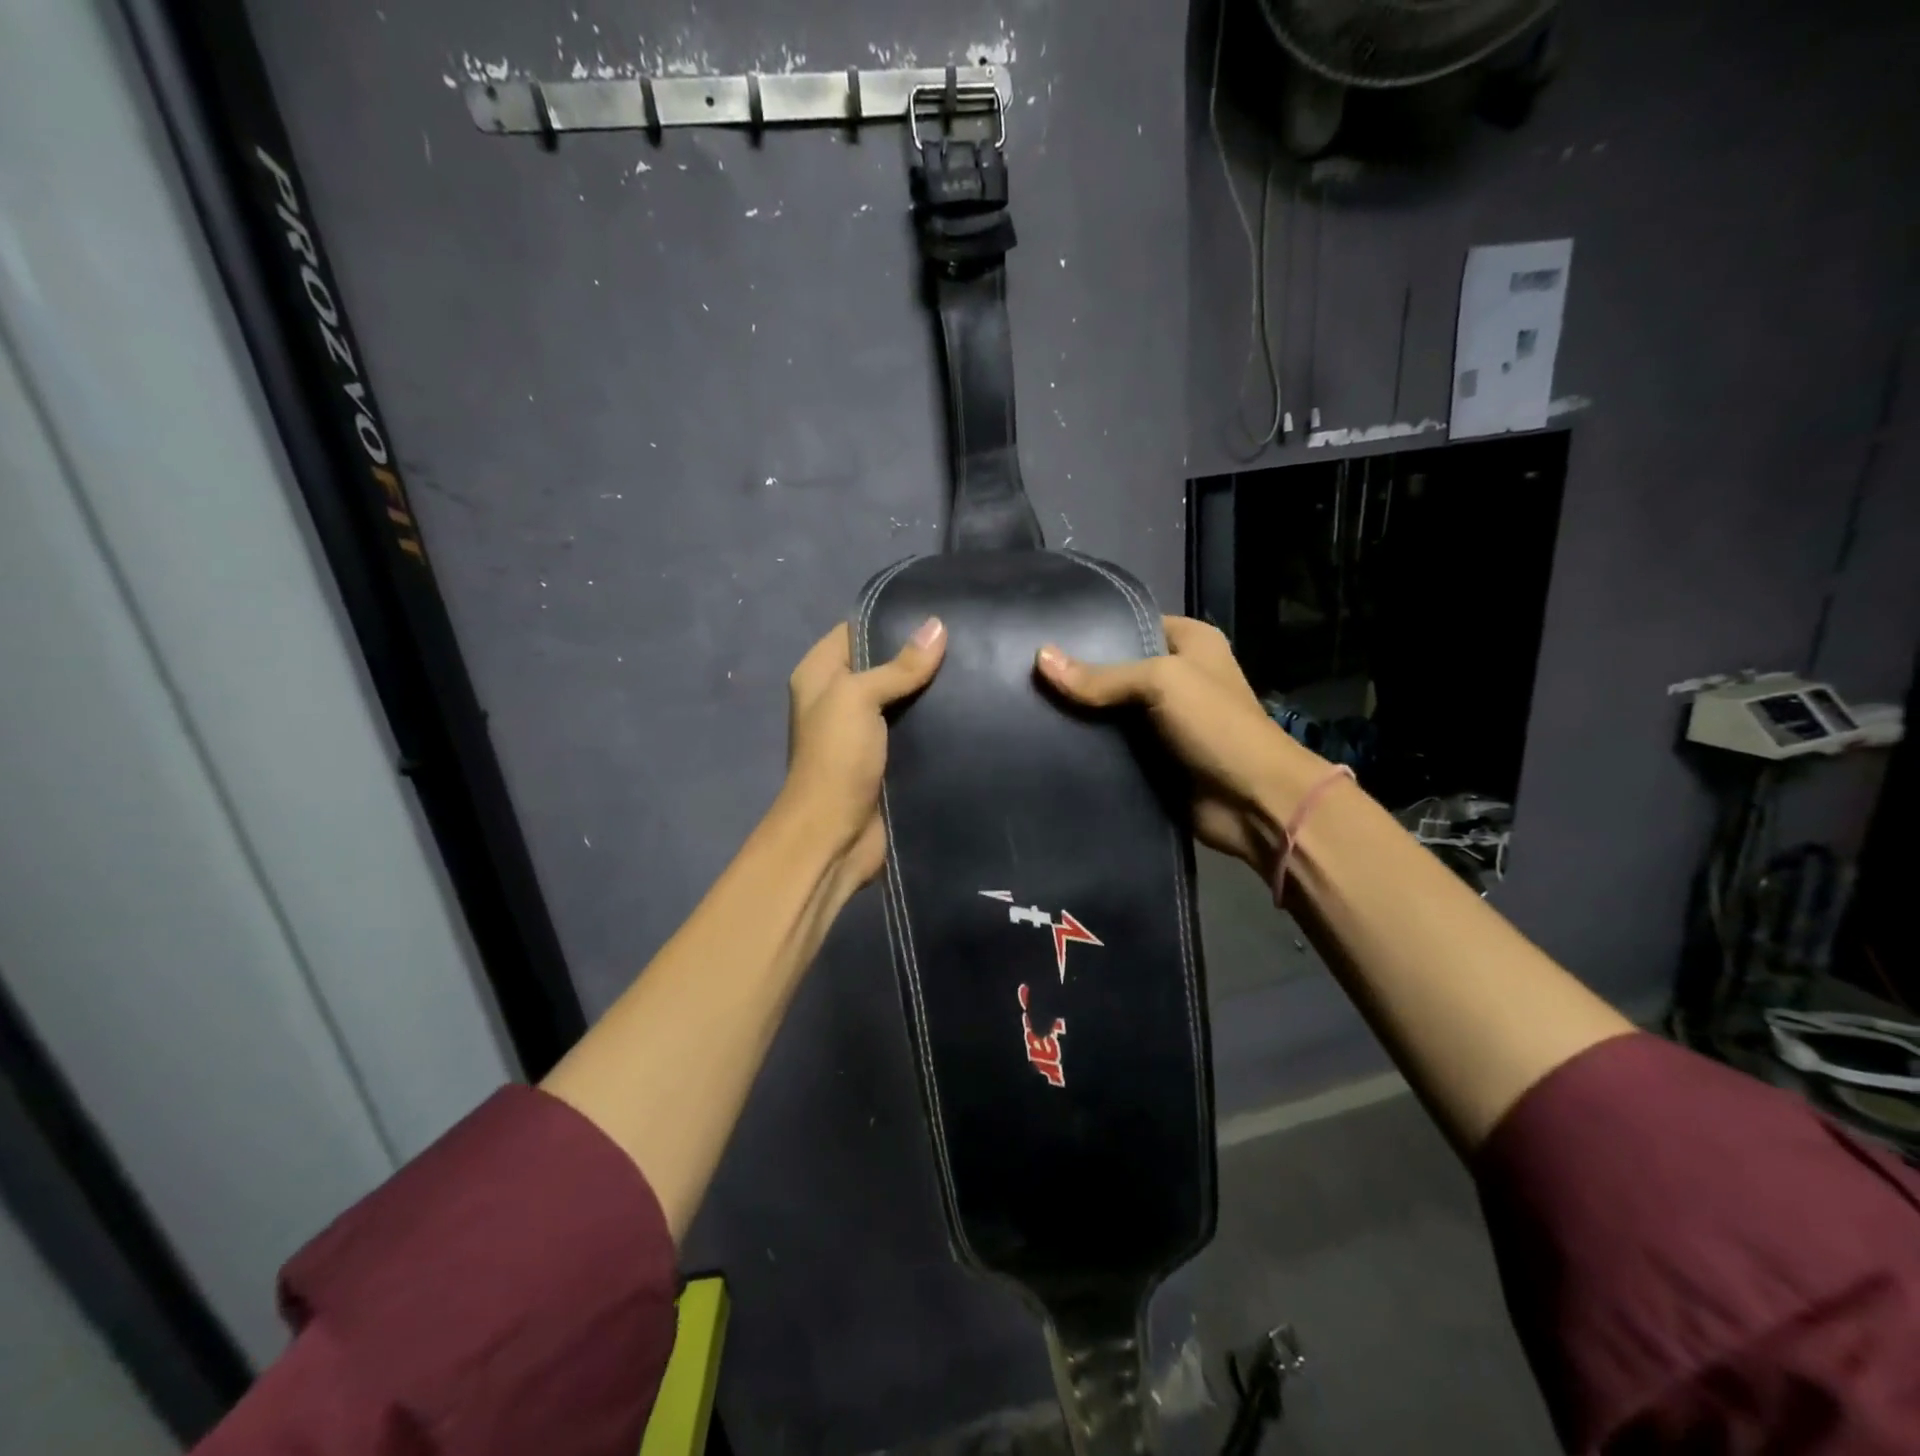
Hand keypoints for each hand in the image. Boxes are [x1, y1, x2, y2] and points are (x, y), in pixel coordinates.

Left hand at [779, 616, 947, 885]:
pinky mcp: (886, 759)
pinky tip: (970, 709)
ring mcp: (863, 732)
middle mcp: (838, 699)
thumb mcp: (859, 699)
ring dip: (931, 691)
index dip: (890, 619)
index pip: (855, 630)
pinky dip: (936, 723)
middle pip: (883, 664)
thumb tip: (937, 626)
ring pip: (903, 699)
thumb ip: (898, 665)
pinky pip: (914, 730)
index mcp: (819, 675)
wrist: (834, 835)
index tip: (937, 612)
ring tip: (976, 669)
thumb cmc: (837, 758)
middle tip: (967, 640)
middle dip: (919, 656)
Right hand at [1035, 616, 1327, 877]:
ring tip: (1025, 704)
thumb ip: (1101, 675)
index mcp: (1190, 643)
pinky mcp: (1152, 758)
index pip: (1131, 624)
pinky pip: (1111, 745)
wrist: (1253, 803)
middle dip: (1077, 674)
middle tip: (1024, 673)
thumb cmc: (1216, 727)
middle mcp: (1176, 677)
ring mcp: (1163, 720)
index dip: (1092, 630)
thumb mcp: (1162, 683)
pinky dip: (1087, 745)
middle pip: (1115, 669)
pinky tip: (1047, 741)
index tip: (1044, 635)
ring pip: (1108, 709)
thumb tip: (1040, 657)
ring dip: (1077, 713)